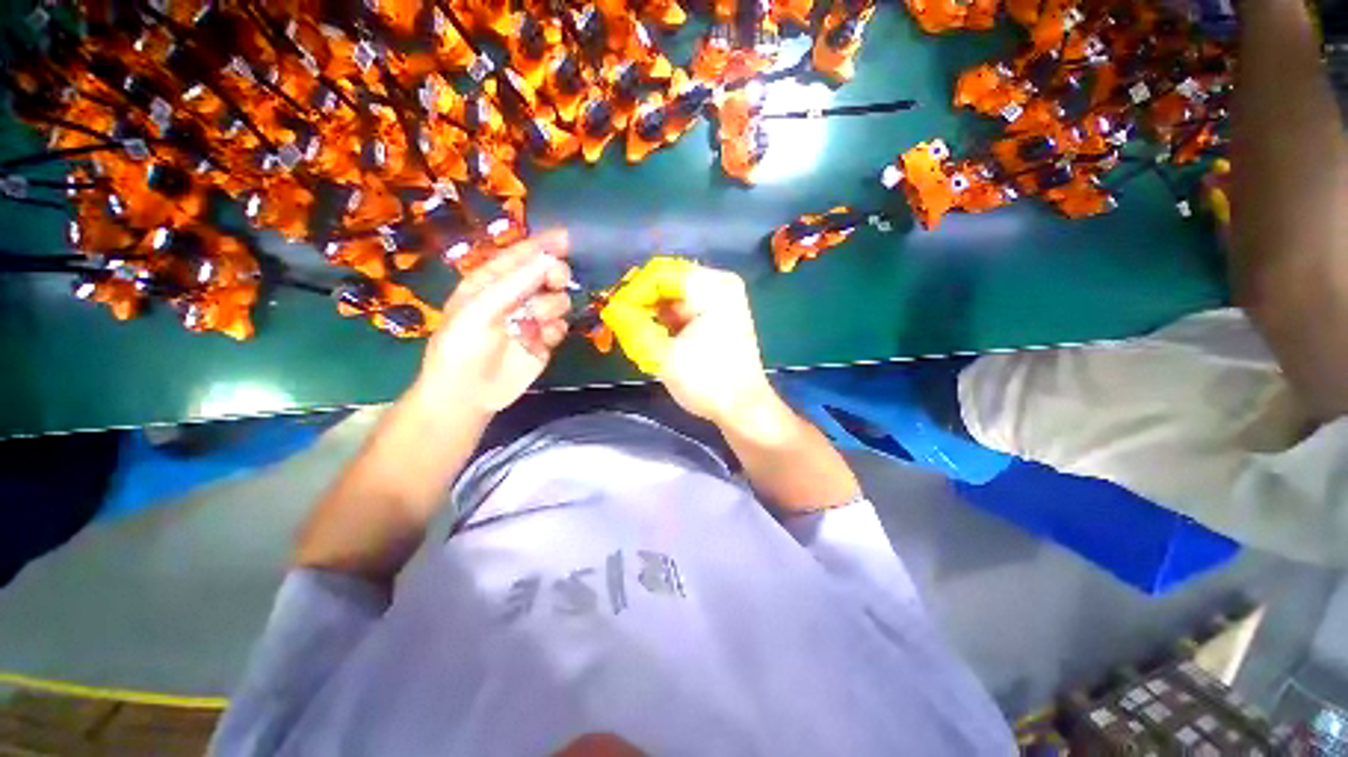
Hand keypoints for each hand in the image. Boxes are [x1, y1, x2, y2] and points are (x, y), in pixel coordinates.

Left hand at [415, 230, 572, 419]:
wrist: (468, 393)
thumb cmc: (461, 347)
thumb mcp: (480, 310)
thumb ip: (515, 284)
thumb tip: (549, 260)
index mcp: (491, 282)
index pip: (519, 256)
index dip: (542, 245)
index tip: (566, 238)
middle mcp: (514, 297)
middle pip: (546, 276)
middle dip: (554, 276)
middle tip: (557, 281)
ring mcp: (531, 320)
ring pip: (558, 301)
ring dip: (551, 308)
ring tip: (535, 322)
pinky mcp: (544, 341)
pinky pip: (561, 326)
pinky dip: (554, 331)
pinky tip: (541, 340)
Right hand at [603, 260, 773, 426]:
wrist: (743, 409)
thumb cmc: (708, 383)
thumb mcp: (664, 356)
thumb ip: (633, 328)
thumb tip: (611, 310)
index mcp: (712, 287)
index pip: (659, 275)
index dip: (632, 293)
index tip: (613, 315)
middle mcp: (720, 283)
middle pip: (667, 281)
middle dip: (641, 302)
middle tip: (621, 324)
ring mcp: (722, 298)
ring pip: (673, 294)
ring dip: (652, 311)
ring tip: (635, 331)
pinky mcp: (719, 313)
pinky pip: (683, 306)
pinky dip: (666, 318)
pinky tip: (655, 335)